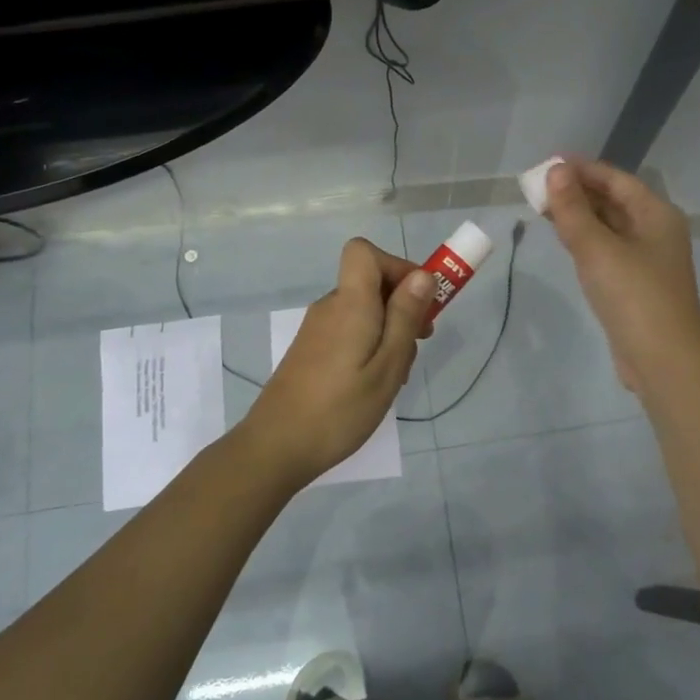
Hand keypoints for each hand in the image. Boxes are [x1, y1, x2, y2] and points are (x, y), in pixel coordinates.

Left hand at [239, 238, 436, 486]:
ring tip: (397, 375)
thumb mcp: (387, 366)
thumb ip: (405, 317)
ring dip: (388, 331)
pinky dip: (369, 345)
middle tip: (419, 345)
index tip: (418, 300)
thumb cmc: (340, 409)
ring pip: (363, 311)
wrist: (277, 447)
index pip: (364, 252)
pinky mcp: (310, 350)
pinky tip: (373, 384)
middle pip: (369, 283)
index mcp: (349, 303)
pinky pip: (348, 331)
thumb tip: (422, 275)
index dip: (396, 265)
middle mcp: (330, 307)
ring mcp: (317, 329)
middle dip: (402, 304)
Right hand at [543, 157, 699, 393]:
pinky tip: (563, 239)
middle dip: (576, 191)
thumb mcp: (597, 248)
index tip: (547, 165)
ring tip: (542, 208)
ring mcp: (646, 259)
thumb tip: (556, 172)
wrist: (663, 359)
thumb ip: (573, 209)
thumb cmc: (633, 296)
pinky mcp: (634, 284)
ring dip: (578, 215)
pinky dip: (584, 240)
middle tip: (537, 188)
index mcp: (656, 214)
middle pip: (612, 200)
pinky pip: (606, 250)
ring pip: (608, 226)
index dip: (581, 169)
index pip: (615, 179)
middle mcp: (655, 231)